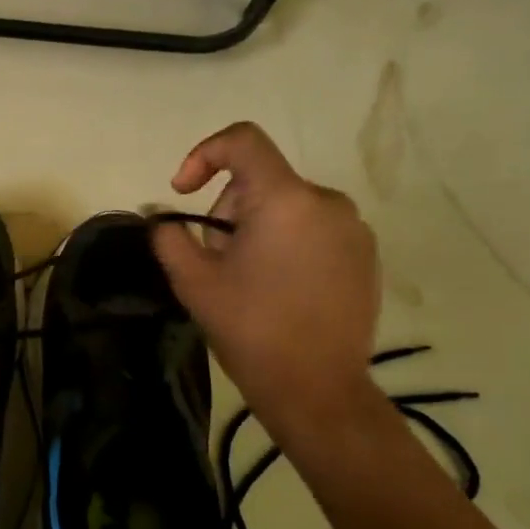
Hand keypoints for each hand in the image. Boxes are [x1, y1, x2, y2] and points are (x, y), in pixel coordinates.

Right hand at [151, 122, 379, 438]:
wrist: (316, 386)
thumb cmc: (250, 328)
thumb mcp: (193, 282)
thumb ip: (170, 237)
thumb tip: (164, 220)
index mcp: (284, 200)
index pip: (242, 141)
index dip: (203, 154)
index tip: (182, 192)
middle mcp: (327, 202)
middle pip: (261, 181)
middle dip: (227, 210)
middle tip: (213, 258)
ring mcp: (353, 229)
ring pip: (287, 206)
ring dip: (256, 228)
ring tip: (245, 279)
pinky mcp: (365, 254)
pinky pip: (314, 229)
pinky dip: (287, 244)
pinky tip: (278, 289)